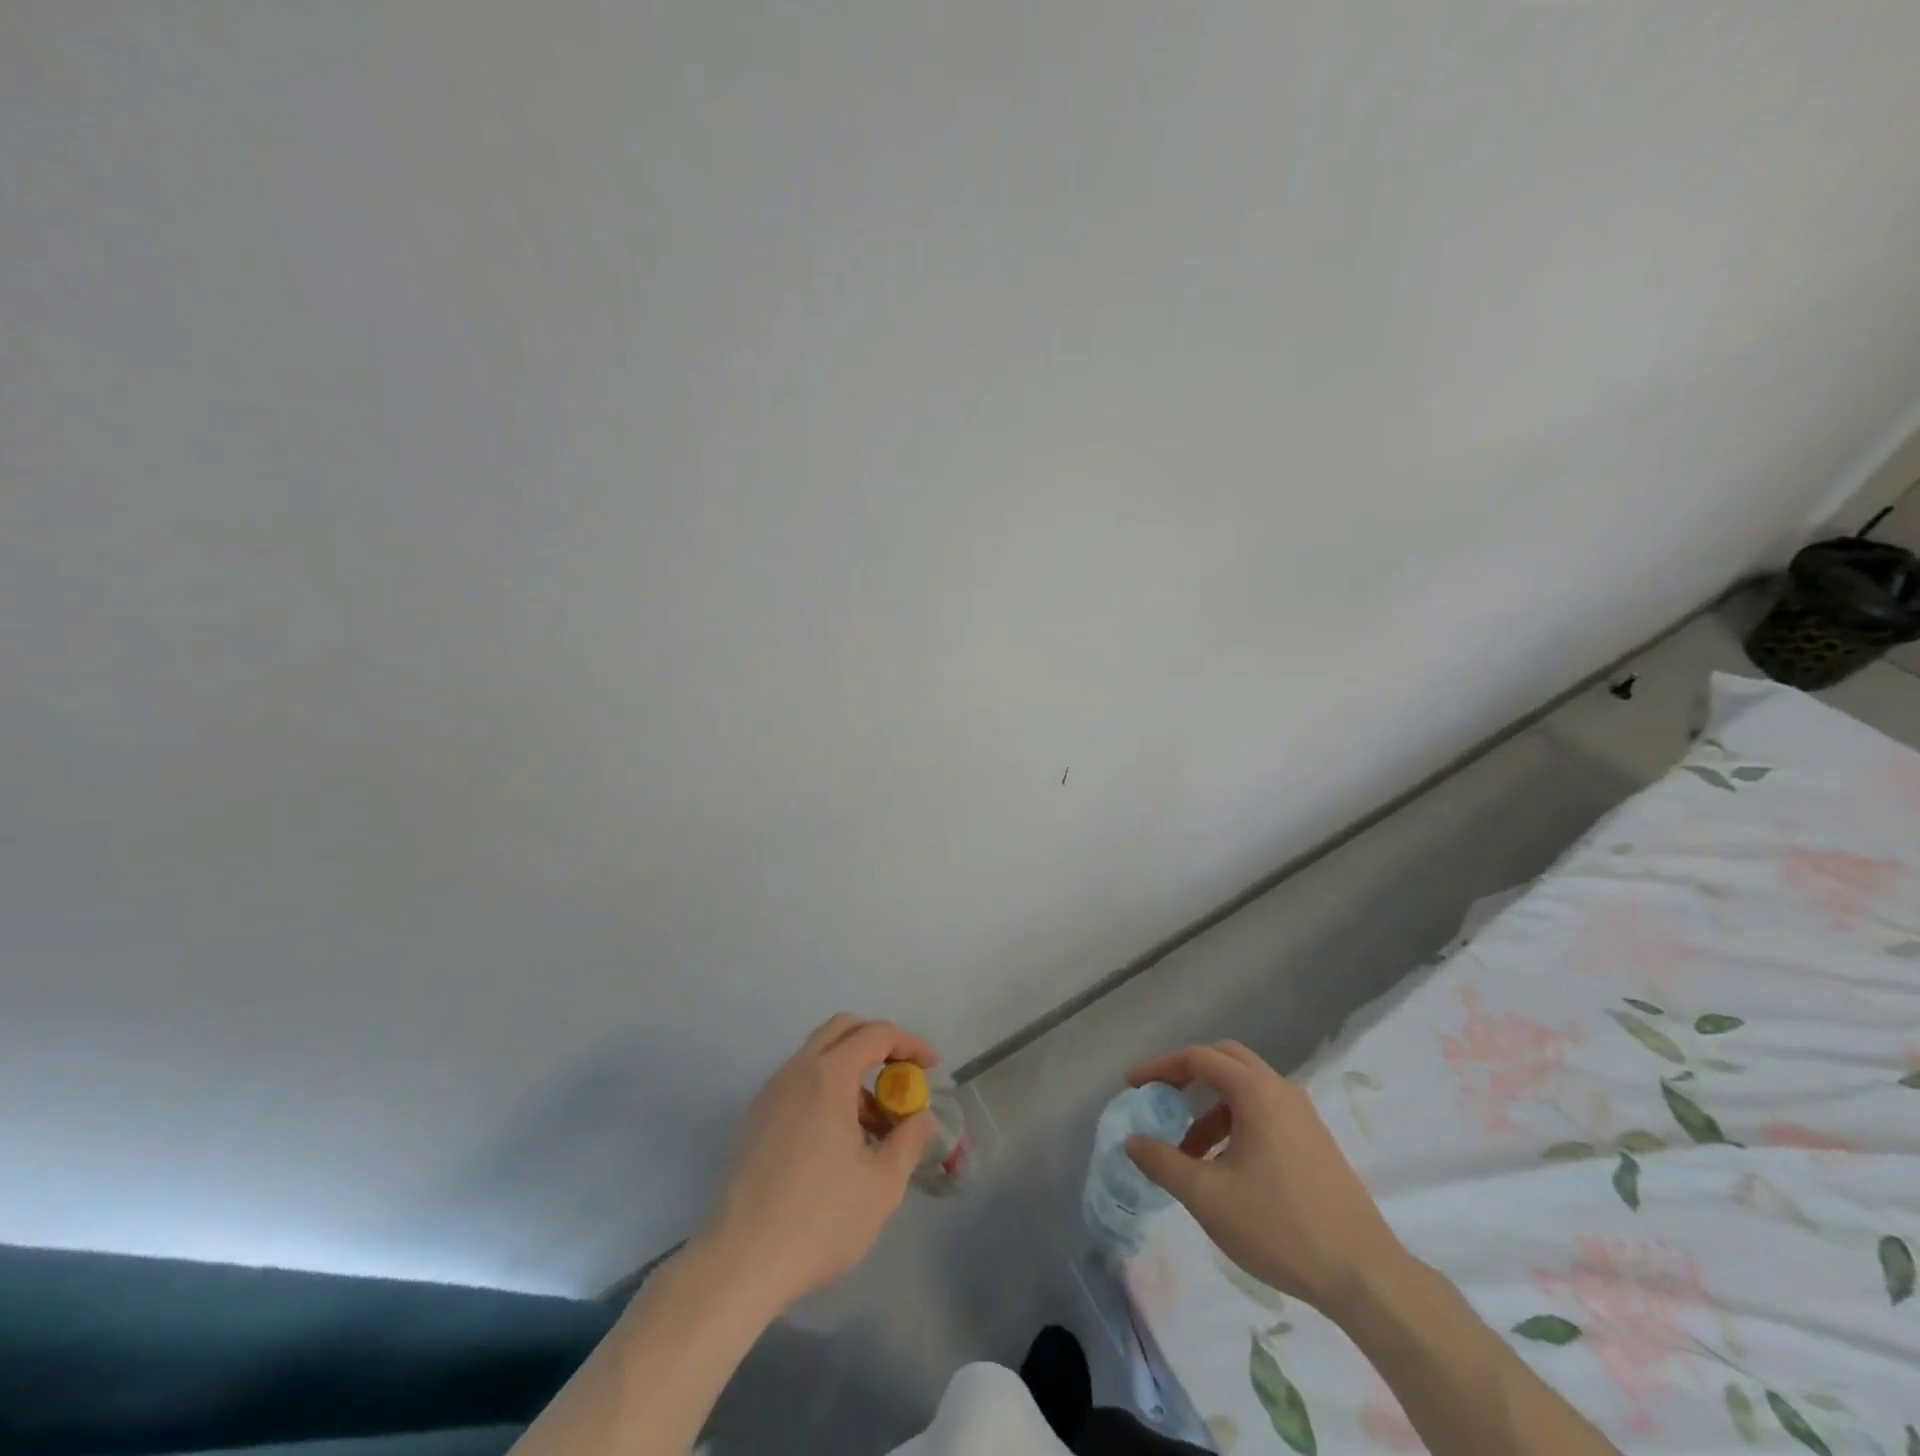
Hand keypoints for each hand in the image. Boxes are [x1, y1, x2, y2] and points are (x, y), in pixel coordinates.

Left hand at [693, 1014, 937, 1313]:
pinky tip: (835, 1140)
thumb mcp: (882, 1185)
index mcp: (828, 1076)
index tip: (931, 1066)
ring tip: (872, 1122)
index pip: (875, 1034)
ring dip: (850, 1071)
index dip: (909, 1043)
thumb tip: (921, 1117)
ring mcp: (768, 1094)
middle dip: (877, 1042)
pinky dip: (825, 1090)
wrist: (738, 1263)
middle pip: (841, 1030)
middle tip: (901, 1074)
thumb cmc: (819, 1220)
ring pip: (816, 1057)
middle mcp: (795, 1071)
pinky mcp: (752, 1120)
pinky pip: (797, 1084)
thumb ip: (909, 1140)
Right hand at [1124, 1040, 1407, 1317]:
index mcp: (1256, 1092)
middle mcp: (1281, 1090)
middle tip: (1162, 1099)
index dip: (1160, 1067)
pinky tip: (1227, 1167)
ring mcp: (1304, 1115)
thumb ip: (1163, 1163)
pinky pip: (1265, 1111)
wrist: (1365, 1275)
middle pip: (1226, 1060)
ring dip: (1211, 1106)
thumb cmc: (1280, 1227)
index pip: (1198, 1058)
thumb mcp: (1208, 1197)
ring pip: (1246, 1089)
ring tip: (1189, 1151)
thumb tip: (1133, 1141)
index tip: (1133, 1086)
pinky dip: (1236, 1122)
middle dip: (1188, 1074)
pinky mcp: (1315, 1140)